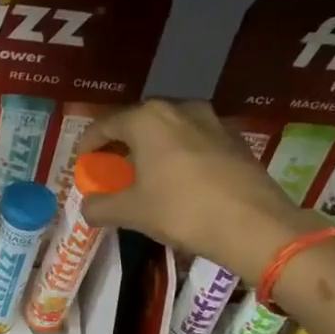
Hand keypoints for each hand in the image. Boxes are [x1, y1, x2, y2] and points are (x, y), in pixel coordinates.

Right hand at [78, 100, 325, 275]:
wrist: (253, 224)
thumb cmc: (181, 210)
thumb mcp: (131, 212)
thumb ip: (101, 206)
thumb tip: (86, 208)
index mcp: (148, 120)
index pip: (106, 124)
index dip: (89, 143)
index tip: (82, 161)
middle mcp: (179, 109)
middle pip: (139, 122)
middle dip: (121, 144)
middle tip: (111, 167)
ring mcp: (212, 121)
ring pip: (170, 130)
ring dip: (152, 147)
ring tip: (145, 173)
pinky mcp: (235, 140)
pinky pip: (194, 141)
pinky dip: (178, 155)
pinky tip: (178, 180)